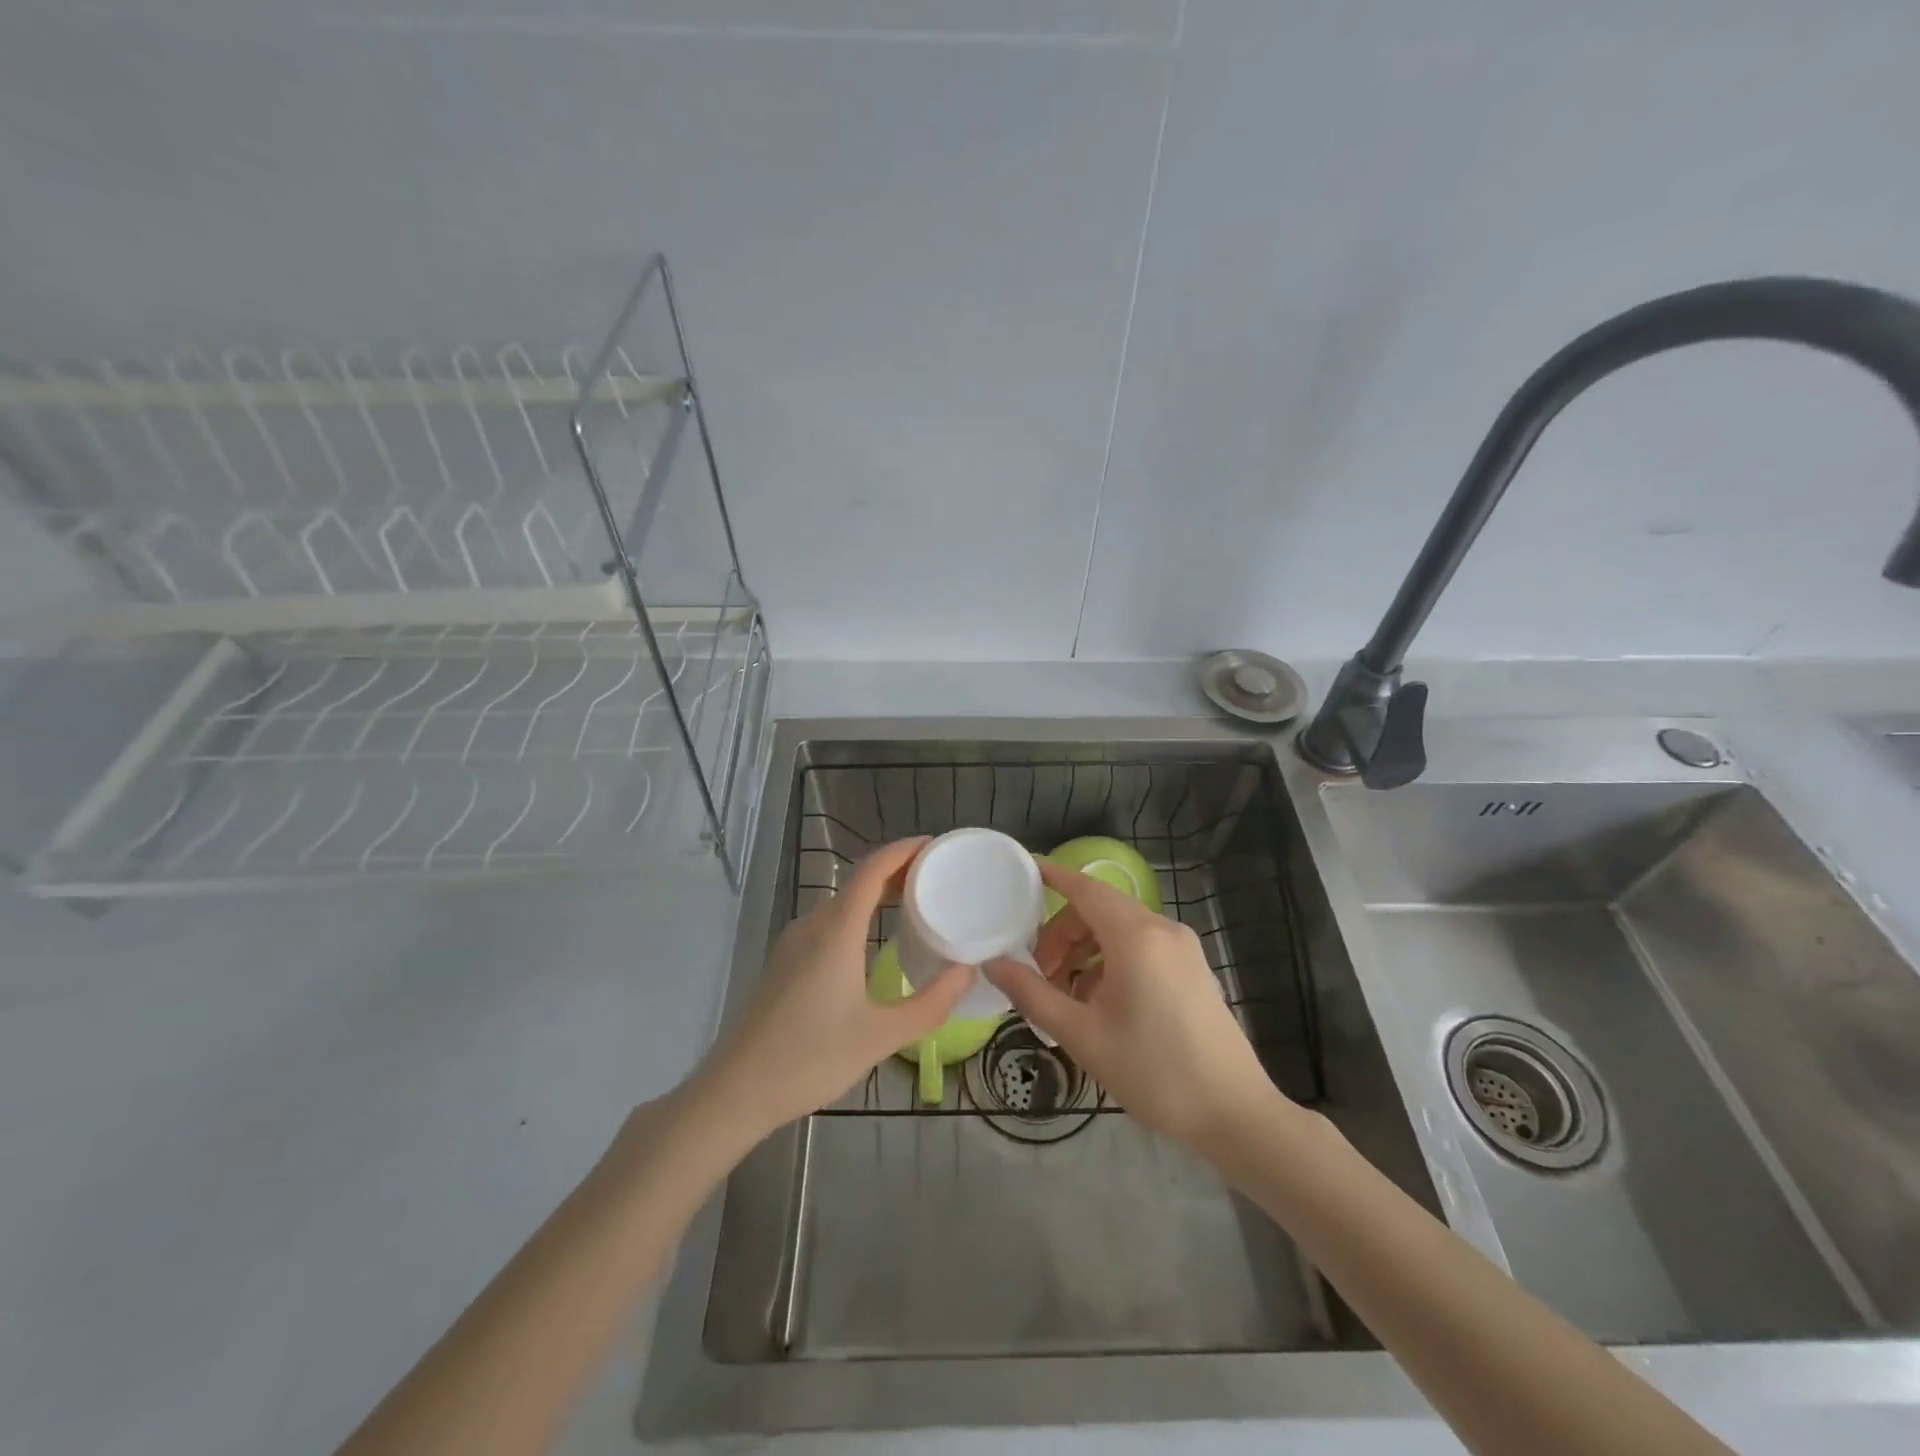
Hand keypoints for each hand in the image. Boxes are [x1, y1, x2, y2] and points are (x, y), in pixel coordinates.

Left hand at [696, 837, 972, 1138]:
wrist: (736, 1090)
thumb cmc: (810, 1058)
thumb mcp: (882, 1037)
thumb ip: (931, 1003)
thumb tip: (969, 971)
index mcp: (836, 931)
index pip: (873, 869)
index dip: (904, 850)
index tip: (935, 845)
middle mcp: (813, 925)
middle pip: (858, 881)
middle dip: (897, 870)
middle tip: (937, 876)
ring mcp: (794, 943)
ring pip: (842, 902)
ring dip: (877, 893)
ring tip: (915, 903)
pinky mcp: (786, 962)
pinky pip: (829, 922)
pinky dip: (859, 915)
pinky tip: (875, 939)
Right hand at [984, 860, 1278, 1148]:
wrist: (1234, 1113)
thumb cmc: (1153, 1072)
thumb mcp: (1082, 1035)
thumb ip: (1032, 993)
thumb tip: (993, 964)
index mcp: (1136, 937)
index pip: (1085, 888)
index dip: (1052, 877)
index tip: (1021, 872)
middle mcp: (1162, 929)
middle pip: (1099, 910)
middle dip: (1061, 932)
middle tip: (1037, 972)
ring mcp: (1182, 947)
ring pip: (1119, 929)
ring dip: (1084, 949)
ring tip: (1064, 994)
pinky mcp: (1192, 967)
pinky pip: (1140, 946)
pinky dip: (1110, 960)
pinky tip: (1098, 1002)